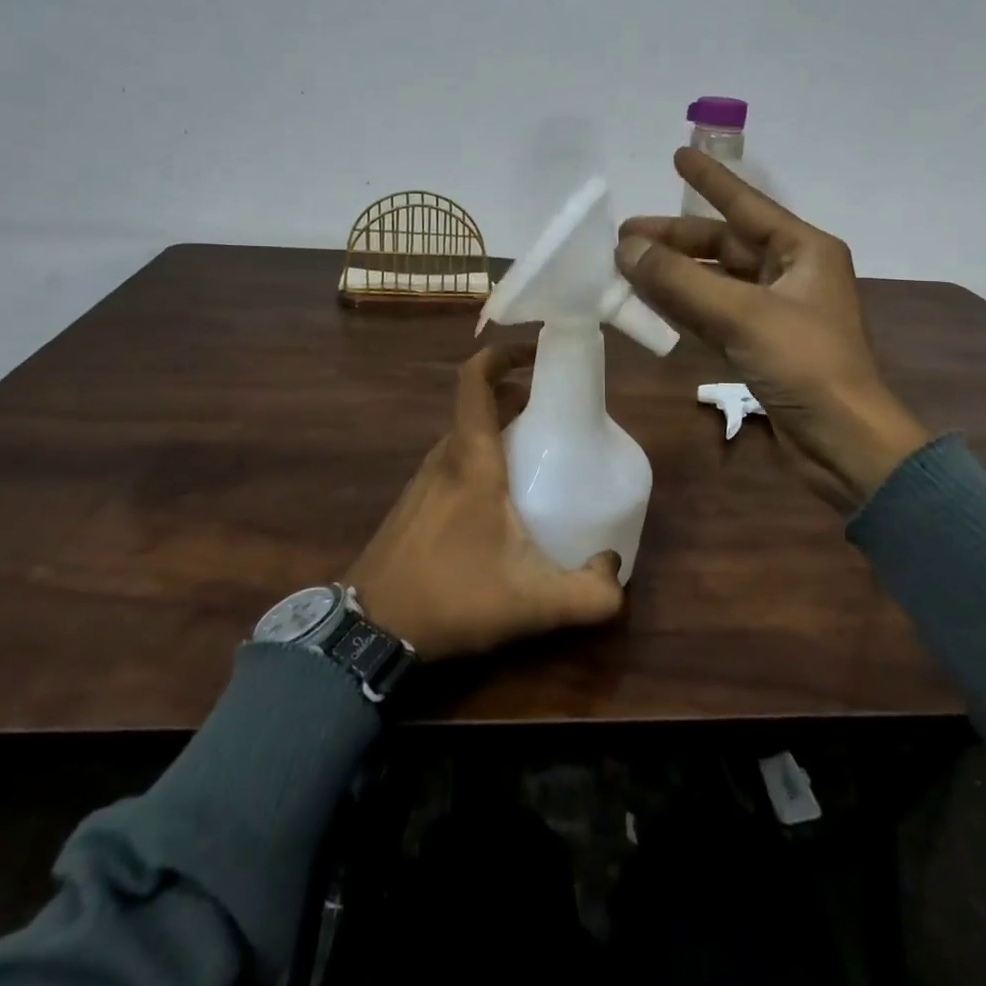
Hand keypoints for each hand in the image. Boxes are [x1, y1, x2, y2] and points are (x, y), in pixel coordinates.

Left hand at [346, 343, 626, 660]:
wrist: (369, 631)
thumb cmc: (451, 597)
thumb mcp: (532, 603)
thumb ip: (588, 594)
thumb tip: (616, 570)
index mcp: (471, 459)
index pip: (476, 380)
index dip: (503, 354)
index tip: (538, 353)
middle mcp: (444, 457)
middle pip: (480, 405)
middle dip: (519, 397)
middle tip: (558, 414)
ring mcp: (423, 480)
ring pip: (466, 434)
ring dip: (500, 429)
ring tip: (538, 455)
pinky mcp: (413, 503)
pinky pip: (453, 461)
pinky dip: (481, 457)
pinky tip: (502, 501)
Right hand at [616, 147, 929, 510]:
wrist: (843, 443)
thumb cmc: (805, 365)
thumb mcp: (742, 316)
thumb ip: (681, 281)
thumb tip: (627, 249)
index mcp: (804, 251)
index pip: (746, 205)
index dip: (710, 180)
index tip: (677, 155)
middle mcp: (791, 274)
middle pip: (724, 245)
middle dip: (676, 239)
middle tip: (624, 236)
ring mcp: (776, 312)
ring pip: (715, 281)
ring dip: (674, 273)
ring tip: (626, 264)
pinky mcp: (762, 347)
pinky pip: (714, 314)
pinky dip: (683, 307)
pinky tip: (650, 301)